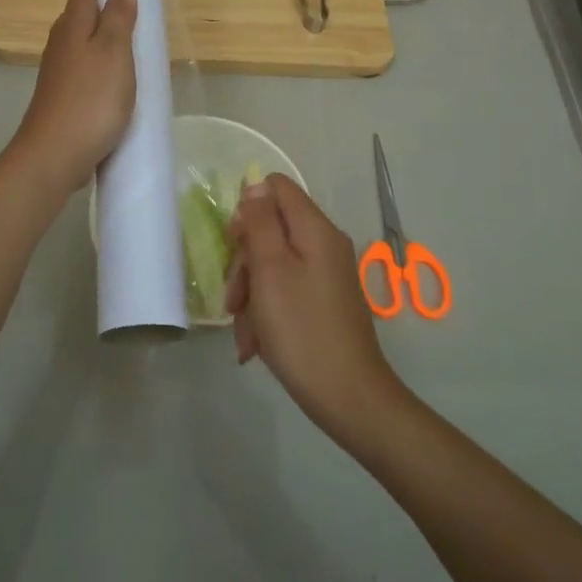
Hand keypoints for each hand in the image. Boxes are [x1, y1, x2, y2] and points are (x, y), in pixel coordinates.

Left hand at [12, 0, 137, 194]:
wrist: (56, 155)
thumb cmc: (92, 99)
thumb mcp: (115, 52)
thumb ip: (118, 17)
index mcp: (71, 27)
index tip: (135, 13)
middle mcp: (59, 46)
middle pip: (85, 24)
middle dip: (112, 29)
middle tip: (141, 45)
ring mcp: (57, 76)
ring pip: (85, 54)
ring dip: (108, 60)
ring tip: (134, 74)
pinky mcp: (61, 101)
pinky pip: (85, 81)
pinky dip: (101, 84)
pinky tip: (116, 100)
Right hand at [225, 176, 404, 433]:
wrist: (347, 397)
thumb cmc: (301, 329)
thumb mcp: (270, 270)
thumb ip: (261, 222)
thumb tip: (256, 184)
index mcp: (315, 230)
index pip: (277, 187)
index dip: (249, 208)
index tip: (235, 244)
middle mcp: (324, 245)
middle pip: (271, 229)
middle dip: (245, 262)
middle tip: (234, 297)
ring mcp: (326, 275)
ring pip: (273, 265)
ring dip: (250, 295)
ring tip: (244, 333)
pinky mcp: (323, 303)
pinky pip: (286, 292)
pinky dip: (266, 313)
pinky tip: (255, 345)